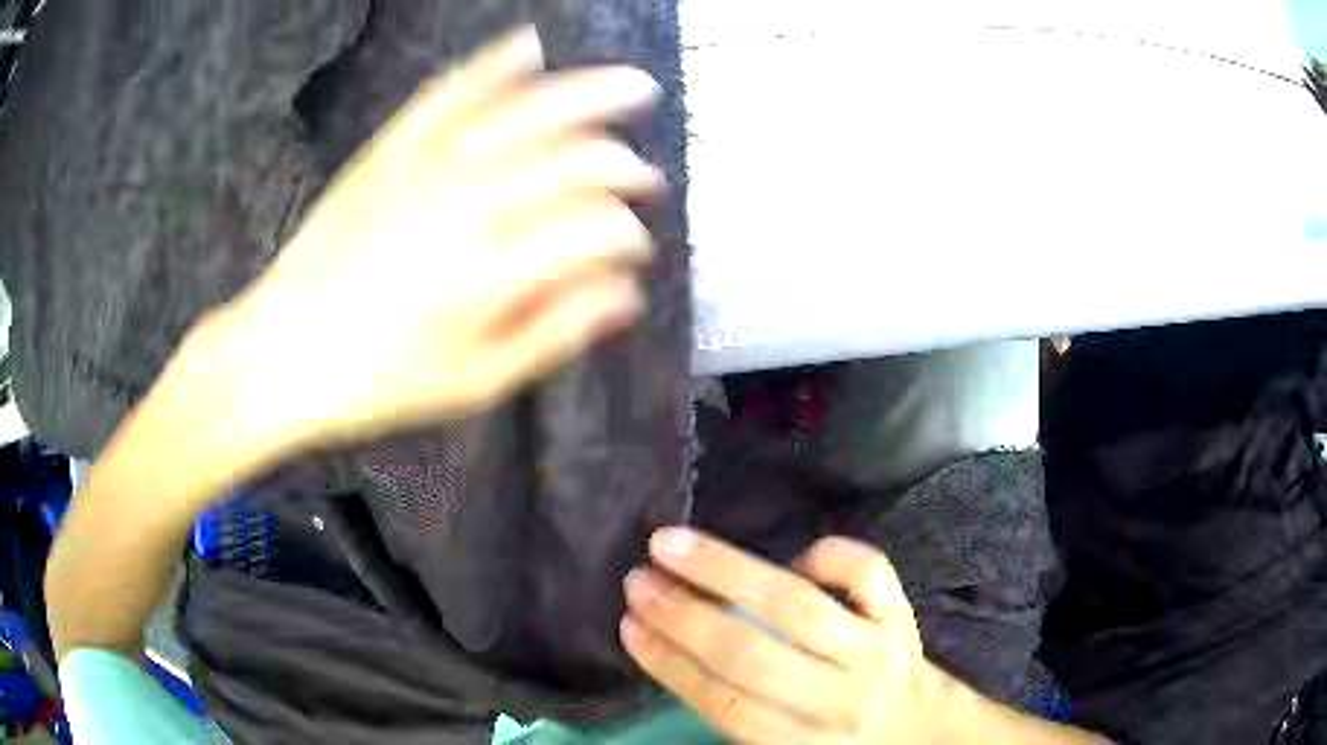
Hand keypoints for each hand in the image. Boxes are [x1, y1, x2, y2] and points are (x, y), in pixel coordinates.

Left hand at [207, 26, 664, 451]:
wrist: (279, 353)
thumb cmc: (376, 384)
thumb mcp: (473, 383)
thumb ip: (553, 332)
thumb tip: (625, 294)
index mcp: (489, 273)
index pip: (591, 229)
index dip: (627, 236)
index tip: (635, 251)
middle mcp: (466, 205)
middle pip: (570, 160)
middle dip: (623, 166)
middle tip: (649, 179)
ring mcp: (424, 166)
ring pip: (525, 112)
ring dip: (588, 95)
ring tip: (634, 87)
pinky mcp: (388, 150)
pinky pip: (449, 93)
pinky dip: (493, 65)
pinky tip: (529, 44)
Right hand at [622, 531, 945, 744]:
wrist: (924, 732)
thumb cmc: (840, 742)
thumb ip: (742, 715)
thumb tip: (676, 653)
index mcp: (805, 743)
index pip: (725, 703)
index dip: (670, 664)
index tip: (628, 627)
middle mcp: (842, 699)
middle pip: (752, 655)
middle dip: (684, 616)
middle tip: (638, 581)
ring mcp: (878, 652)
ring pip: (797, 606)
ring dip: (726, 572)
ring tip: (671, 546)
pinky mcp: (903, 616)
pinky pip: (868, 573)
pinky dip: (829, 554)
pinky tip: (797, 555)